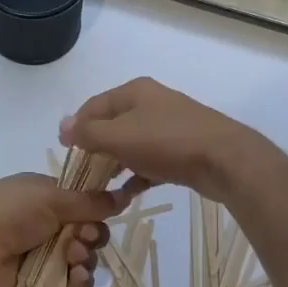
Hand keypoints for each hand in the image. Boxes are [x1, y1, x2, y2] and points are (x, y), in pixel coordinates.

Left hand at [0, 174, 122, 286]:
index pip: (87, 204)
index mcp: (49, 198)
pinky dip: (79, 282)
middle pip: (91, 234)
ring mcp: (45, 257)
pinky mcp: (41, 285)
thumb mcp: (50, 196)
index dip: (99, 210)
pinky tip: (75, 275)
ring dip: (86, 258)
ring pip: (84, 261)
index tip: (102, 212)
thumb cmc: (6, 210)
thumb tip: (124, 195)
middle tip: (82, 237)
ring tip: (71, 255)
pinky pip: (72, 286)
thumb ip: (89, 201)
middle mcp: (50, 226)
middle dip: (94, 236)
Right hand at [60, 78, 272, 203]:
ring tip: (100, 187)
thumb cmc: (166, 142)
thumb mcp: (119, 135)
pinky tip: (126, 195)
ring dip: (115, 165)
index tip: (65, 153)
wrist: (225, 160)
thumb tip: (63, 126)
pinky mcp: (182, 151)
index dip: (76, 127)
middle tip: (82, 174)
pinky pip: (150, 162)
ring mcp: (169, 127)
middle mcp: (151, 104)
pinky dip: (137, 175)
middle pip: (112, 125)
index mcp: (134, 92)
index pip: (93, 106)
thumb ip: (88, 132)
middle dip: (95, 149)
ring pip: (131, 145)